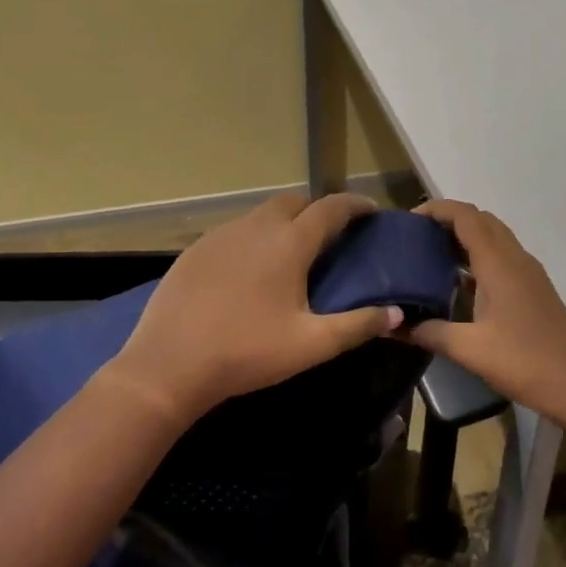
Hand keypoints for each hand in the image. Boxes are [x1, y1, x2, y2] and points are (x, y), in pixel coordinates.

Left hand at [103, 191, 400, 424]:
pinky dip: (253, 238)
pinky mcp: (195, 249)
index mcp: (289, 243)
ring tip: (291, 253)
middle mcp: (256, 227)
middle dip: (316, 210)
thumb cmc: (247, 352)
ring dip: (283, 223)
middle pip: (294, 202)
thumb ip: (358, 325)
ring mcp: (221, 235)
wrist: (169, 364)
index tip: (371, 211)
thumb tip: (396, 312)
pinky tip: (249, 270)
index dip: (355, 205)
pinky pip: (234, 231)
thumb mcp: (311, 344)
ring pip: (261, 214)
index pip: (331, 208)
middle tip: (330, 236)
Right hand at [404, 200, 565, 424]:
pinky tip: (459, 283)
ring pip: (494, 238)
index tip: (409, 220)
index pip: (467, 217)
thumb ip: (429, 332)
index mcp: (499, 264)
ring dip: (465, 237)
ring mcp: (529, 274)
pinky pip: (502, 257)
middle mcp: (516, 259)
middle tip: (416, 237)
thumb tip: (390, 325)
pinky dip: (478, 257)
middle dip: (449, 220)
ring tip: (431, 254)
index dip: (438, 209)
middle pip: (481, 221)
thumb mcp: (470, 350)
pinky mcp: (534, 289)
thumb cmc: (525, 362)